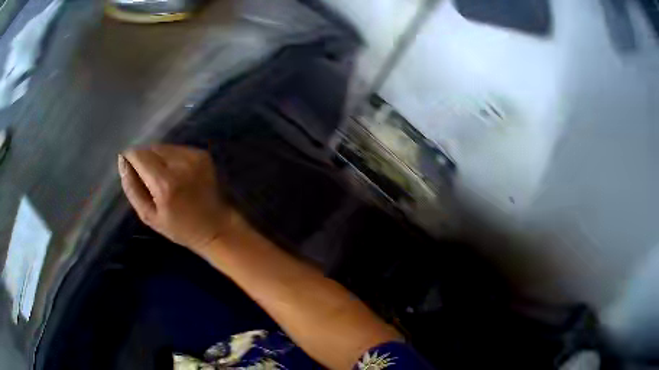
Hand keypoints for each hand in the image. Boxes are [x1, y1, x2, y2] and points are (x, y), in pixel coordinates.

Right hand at [118, 144, 233, 253]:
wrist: (216, 226)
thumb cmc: (180, 228)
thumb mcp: (149, 216)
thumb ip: (132, 188)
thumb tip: (122, 162)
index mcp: (164, 183)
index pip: (138, 154)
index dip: (130, 159)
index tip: (130, 169)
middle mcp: (180, 164)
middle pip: (151, 148)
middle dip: (144, 160)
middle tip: (148, 179)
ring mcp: (193, 157)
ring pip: (163, 147)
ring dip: (157, 158)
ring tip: (163, 178)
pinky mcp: (202, 154)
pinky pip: (176, 149)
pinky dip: (171, 158)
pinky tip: (176, 175)